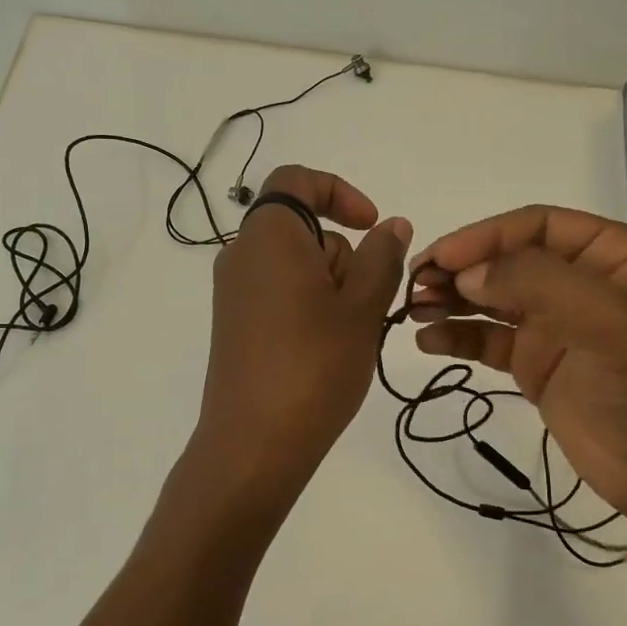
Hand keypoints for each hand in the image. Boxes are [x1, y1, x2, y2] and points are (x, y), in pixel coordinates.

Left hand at [193, 165, 411, 502]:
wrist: (254, 445)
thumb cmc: (314, 366)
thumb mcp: (362, 307)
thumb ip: (382, 256)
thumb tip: (392, 225)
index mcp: (268, 236)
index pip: (297, 180)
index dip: (339, 191)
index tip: (372, 226)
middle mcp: (242, 256)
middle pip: (304, 230)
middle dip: (344, 256)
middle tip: (365, 306)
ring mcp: (234, 294)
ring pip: (297, 267)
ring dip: (332, 288)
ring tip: (348, 338)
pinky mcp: (235, 325)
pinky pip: (280, 295)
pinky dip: (311, 308)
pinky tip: (325, 351)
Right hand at [409, 207, 626, 526]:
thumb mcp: (607, 321)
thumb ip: (536, 283)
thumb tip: (466, 274)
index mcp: (611, 255)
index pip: (536, 226)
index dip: (485, 236)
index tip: (441, 258)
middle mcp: (580, 281)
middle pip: (506, 259)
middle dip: (460, 268)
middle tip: (415, 284)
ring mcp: (554, 323)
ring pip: (490, 297)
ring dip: (451, 299)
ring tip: (413, 310)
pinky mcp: (535, 362)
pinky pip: (486, 339)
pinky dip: (456, 337)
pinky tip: (428, 342)